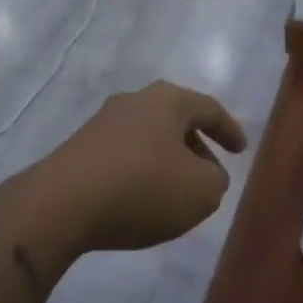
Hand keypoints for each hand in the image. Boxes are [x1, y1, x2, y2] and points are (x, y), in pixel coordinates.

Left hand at [35, 80, 247, 251]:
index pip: (208, 108)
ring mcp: (102, 122)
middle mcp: (134, 101)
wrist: (62, 203)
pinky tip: (140, 200)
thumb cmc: (142, 187)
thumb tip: (207, 175)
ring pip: (148, 137)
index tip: (241, 150)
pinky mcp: (80, 148)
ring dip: (166, 161)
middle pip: (175, 119)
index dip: (229, 129)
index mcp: (167, 100)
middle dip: (196, 146)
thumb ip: (215, 180)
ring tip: (176, 192)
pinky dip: (140, 172)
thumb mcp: (201, 191)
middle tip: (210, 174)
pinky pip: (123, 155)